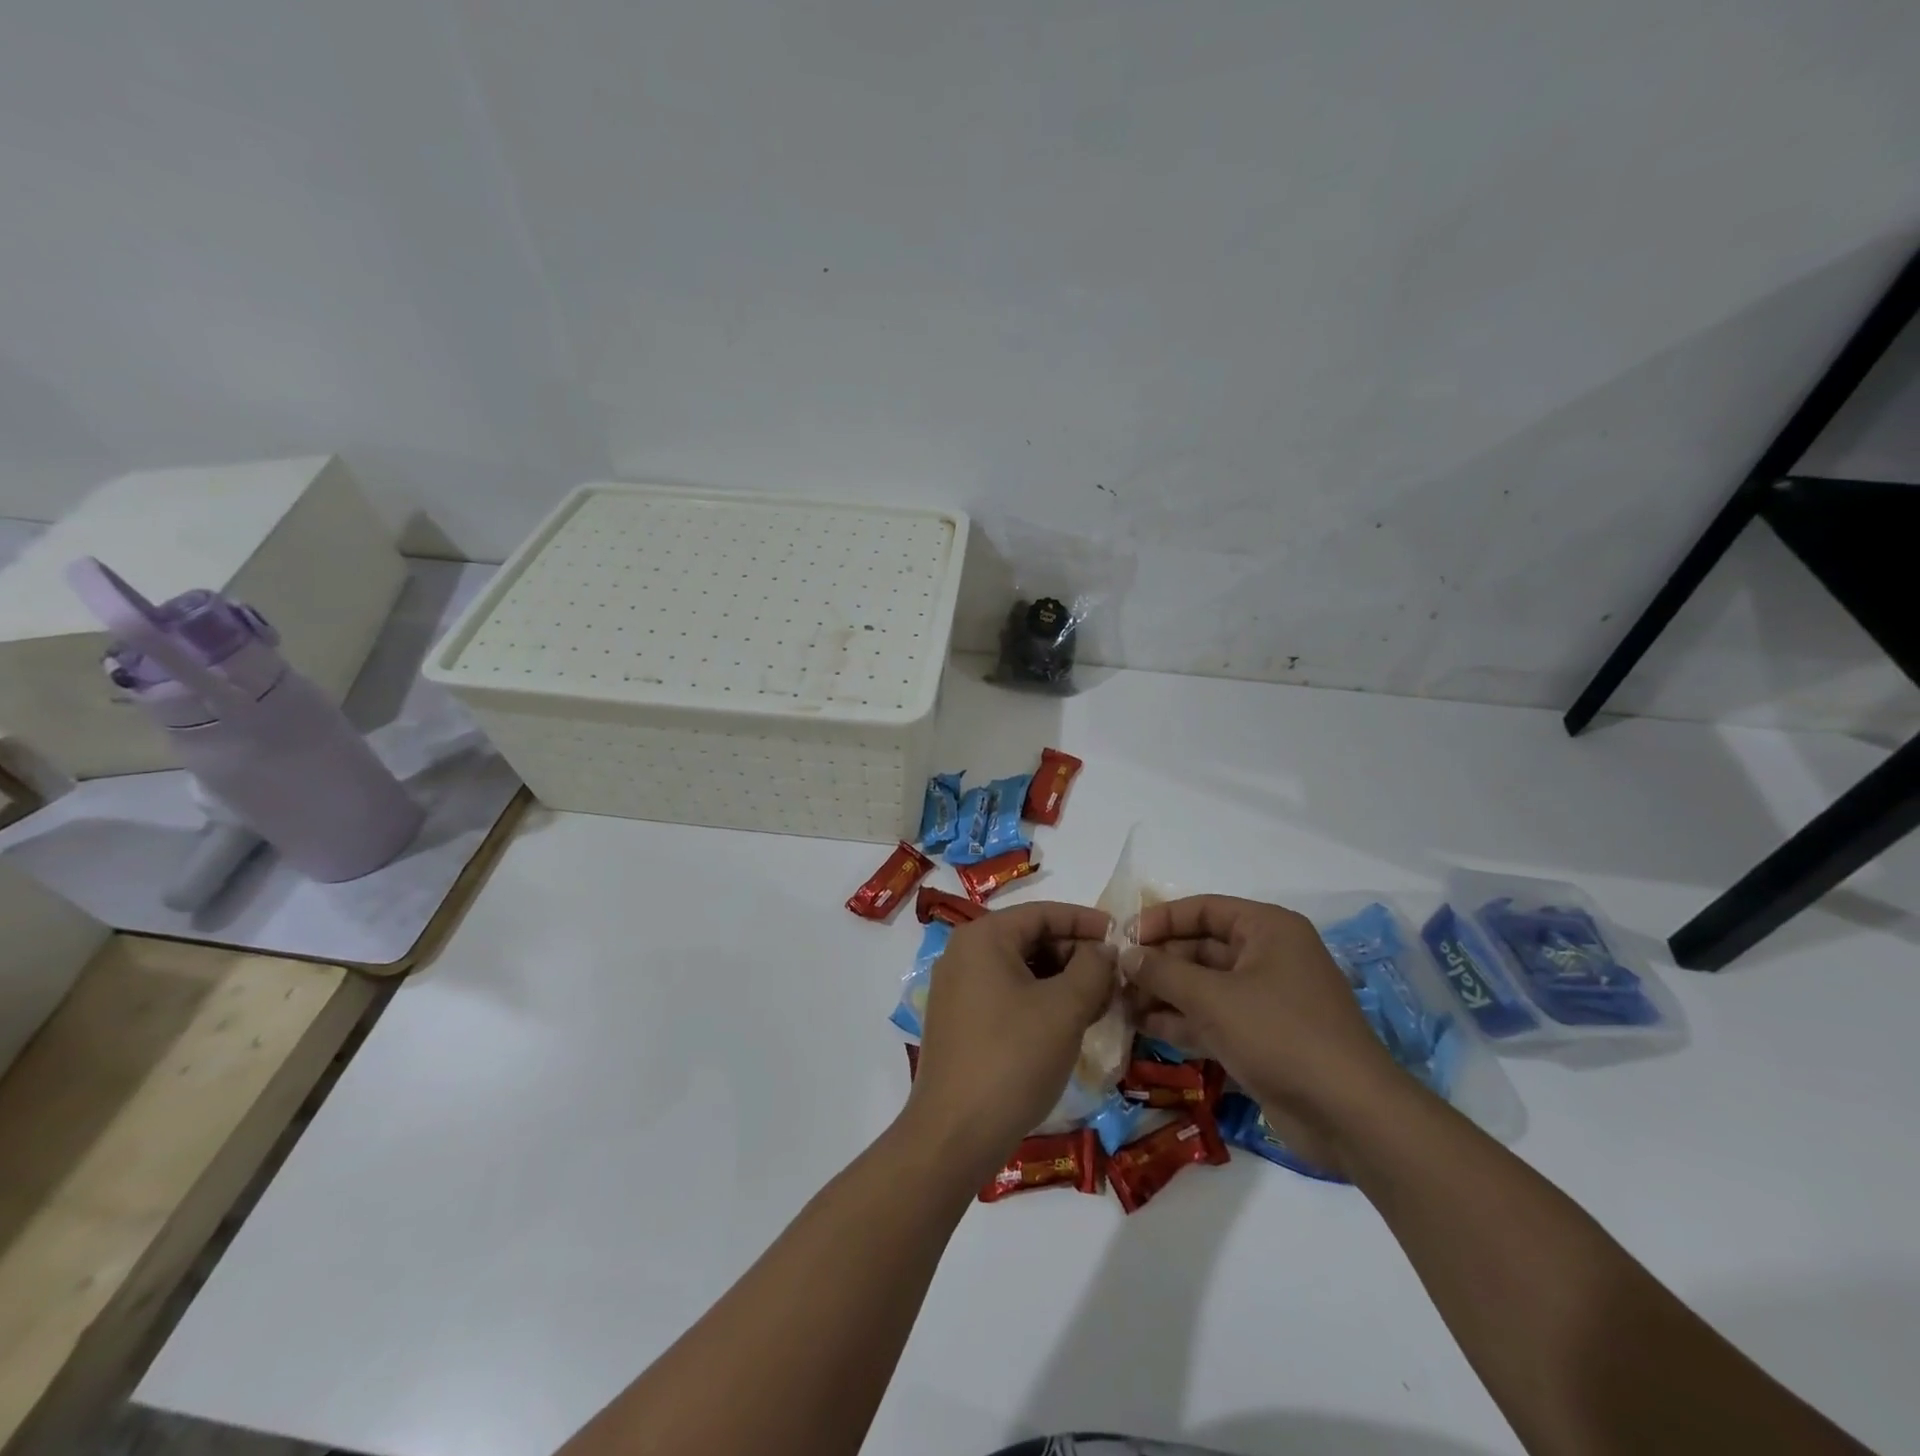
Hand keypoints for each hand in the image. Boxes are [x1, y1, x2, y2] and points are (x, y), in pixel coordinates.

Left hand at [903, 901, 1113, 1181]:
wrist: (954, 1134)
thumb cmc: (1012, 1059)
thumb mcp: (1064, 1009)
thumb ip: (1093, 968)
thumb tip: (1105, 949)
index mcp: (983, 937)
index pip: (1043, 913)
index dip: (1086, 921)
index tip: (1123, 937)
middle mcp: (963, 953)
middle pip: (1030, 939)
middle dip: (1075, 955)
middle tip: (1114, 980)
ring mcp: (956, 989)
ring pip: (1020, 970)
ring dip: (1061, 981)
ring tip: (1098, 1005)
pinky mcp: (958, 1021)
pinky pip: (1006, 995)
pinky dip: (1039, 1001)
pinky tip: (1067, 1025)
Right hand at [1124, 895, 1406, 1172]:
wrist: (1350, 1115)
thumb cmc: (1281, 1034)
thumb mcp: (1214, 998)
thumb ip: (1163, 972)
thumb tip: (1125, 955)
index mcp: (1267, 930)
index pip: (1204, 910)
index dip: (1161, 920)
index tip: (1123, 938)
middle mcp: (1267, 957)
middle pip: (1200, 948)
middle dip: (1158, 962)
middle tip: (1114, 977)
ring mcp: (1265, 1000)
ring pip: (1203, 986)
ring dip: (1163, 993)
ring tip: (1118, 1003)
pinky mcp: (1262, 1038)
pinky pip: (1213, 1018)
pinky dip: (1181, 1021)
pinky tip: (1142, 1027)